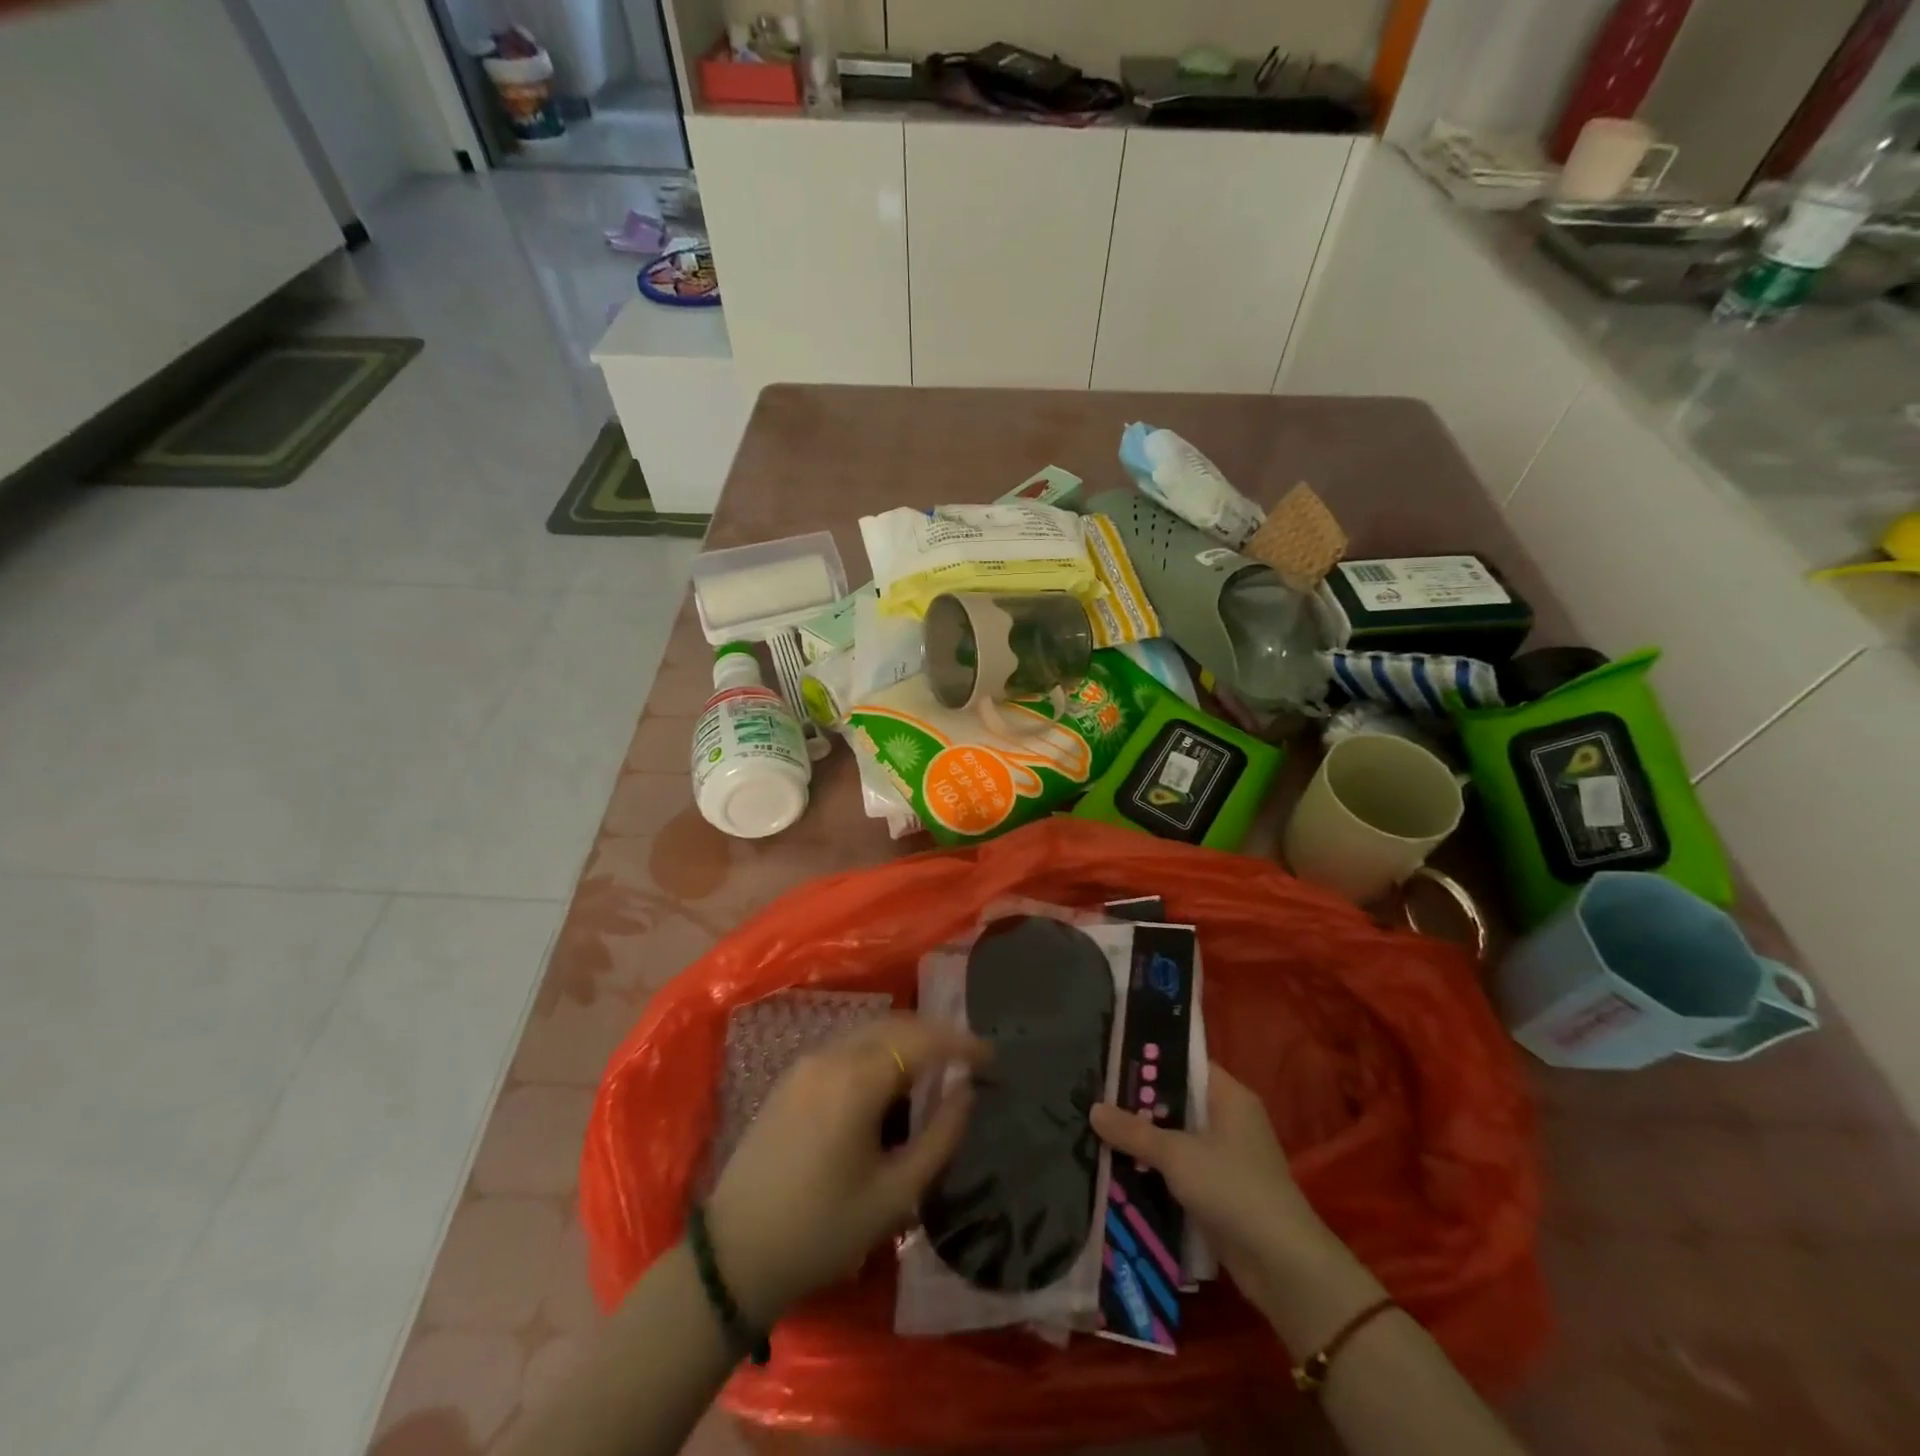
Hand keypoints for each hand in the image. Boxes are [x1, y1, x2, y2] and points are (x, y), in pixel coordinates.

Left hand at [704, 1015, 988, 1325]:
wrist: (734, 1254)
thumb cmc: (822, 1231)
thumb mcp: (894, 1196)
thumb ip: (939, 1137)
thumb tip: (966, 1091)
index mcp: (856, 1081)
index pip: (921, 1040)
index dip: (961, 1043)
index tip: (992, 1059)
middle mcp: (831, 1056)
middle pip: (896, 1025)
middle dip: (937, 1035)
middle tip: (969, 1061)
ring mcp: (807, 1062)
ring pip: (870, 1031)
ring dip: (908, 1040)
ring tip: (937, 1069)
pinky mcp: (792, 1076)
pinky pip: (848, 1045)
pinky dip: (880, 1049)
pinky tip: (891, 1080)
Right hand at [1091, 1064, 1346, 1329]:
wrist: (1283, 1266)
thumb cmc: (1233, 1188)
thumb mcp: (1177, 1154)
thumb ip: (1134, 1131)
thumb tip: (1093, 1108)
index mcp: (1229, 1097)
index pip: (1186, 1063)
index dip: (1151, 1059)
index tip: (1113, 1058)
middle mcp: (1230, 1120)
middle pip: (1178, 1102)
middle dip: (1140, 1104)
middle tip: (1095, 1096)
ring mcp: (1227, 1158)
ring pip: (1177, 1138)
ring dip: (1145, 1141)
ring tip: (1098, 1131)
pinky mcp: (1221, 1192)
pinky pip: (1181, 1170)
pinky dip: (1157, 1171)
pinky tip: (1121, 1171)